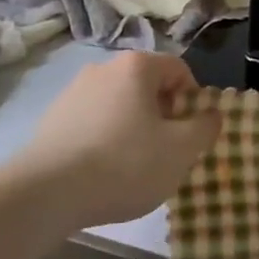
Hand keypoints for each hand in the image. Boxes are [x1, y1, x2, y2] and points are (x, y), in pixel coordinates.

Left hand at [13, 52, 220, 228]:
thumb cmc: (124, 164)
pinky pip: (93, 121)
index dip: (193, 99)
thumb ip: (204, 128)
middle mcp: (104, 68)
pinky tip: (101, 172)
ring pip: (119, 104)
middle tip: (165, 152)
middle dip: (162, 115)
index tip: (190, 133)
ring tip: (132, 167)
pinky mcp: (53, 117)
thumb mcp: (180, 151)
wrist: (47, 192)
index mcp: (137, 66)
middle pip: (147, 85)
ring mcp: (74, 91)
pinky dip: (104, 139)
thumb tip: (212, 114)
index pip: (178, 69)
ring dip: (133, 127)